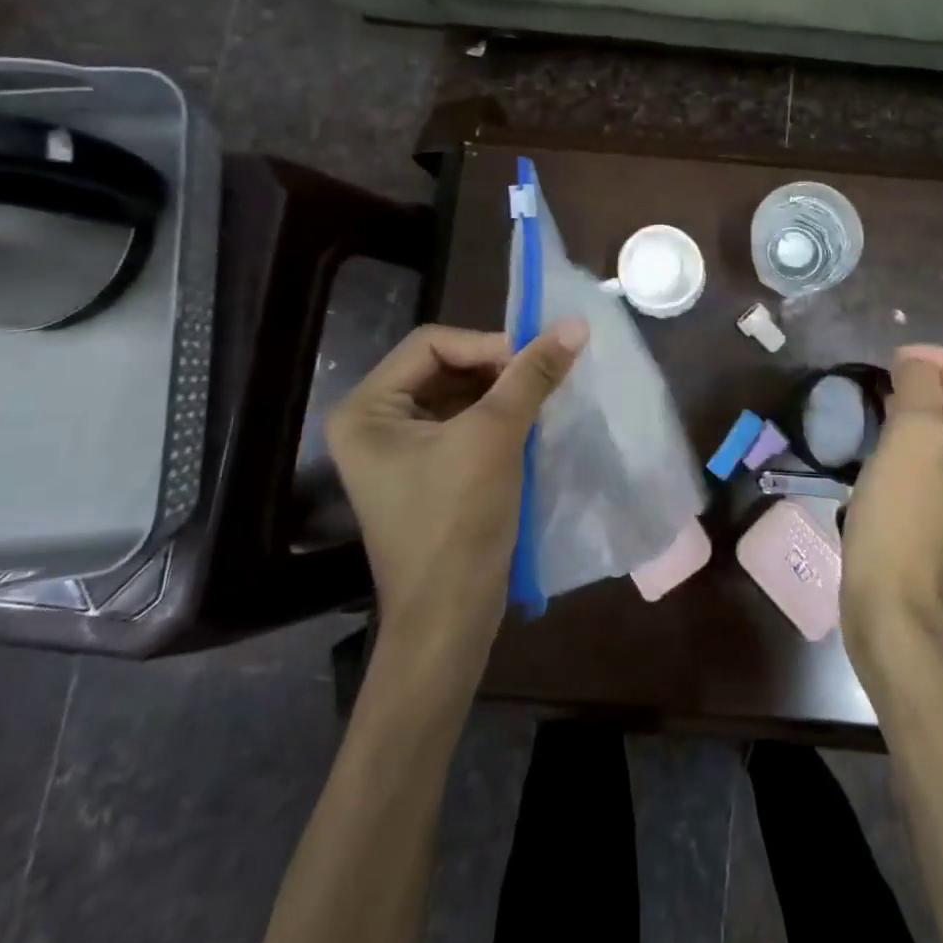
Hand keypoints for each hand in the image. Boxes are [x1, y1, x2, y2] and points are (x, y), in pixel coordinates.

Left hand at [325, 320, 587, 661]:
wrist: (450, 619)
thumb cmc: (458, 522)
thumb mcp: (496, 436)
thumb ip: (532, 375)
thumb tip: (575, 324)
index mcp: (367, 409)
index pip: (432, 344)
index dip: (486, 344)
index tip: (535, 360)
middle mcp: (373, 423)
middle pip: (443, 367)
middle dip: (496, 370)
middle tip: (542, 379)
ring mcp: (397, 450)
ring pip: (457, 395)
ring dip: (501, 393)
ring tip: (541, 400)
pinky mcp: (424, 471)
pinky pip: (462, 424)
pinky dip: (497, 418)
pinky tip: (530, 425)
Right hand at [841, 345, 942, 665]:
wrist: (889, 606)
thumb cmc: (902, 521)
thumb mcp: (910, 444)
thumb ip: (920, 391)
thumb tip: (916, 362)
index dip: (942, 360)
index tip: (895, 360)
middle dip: (931, 381)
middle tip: (884, 378)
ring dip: (920, 407)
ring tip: (879, 399)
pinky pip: (937, 456)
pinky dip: (913, 436)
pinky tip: (882, 436)